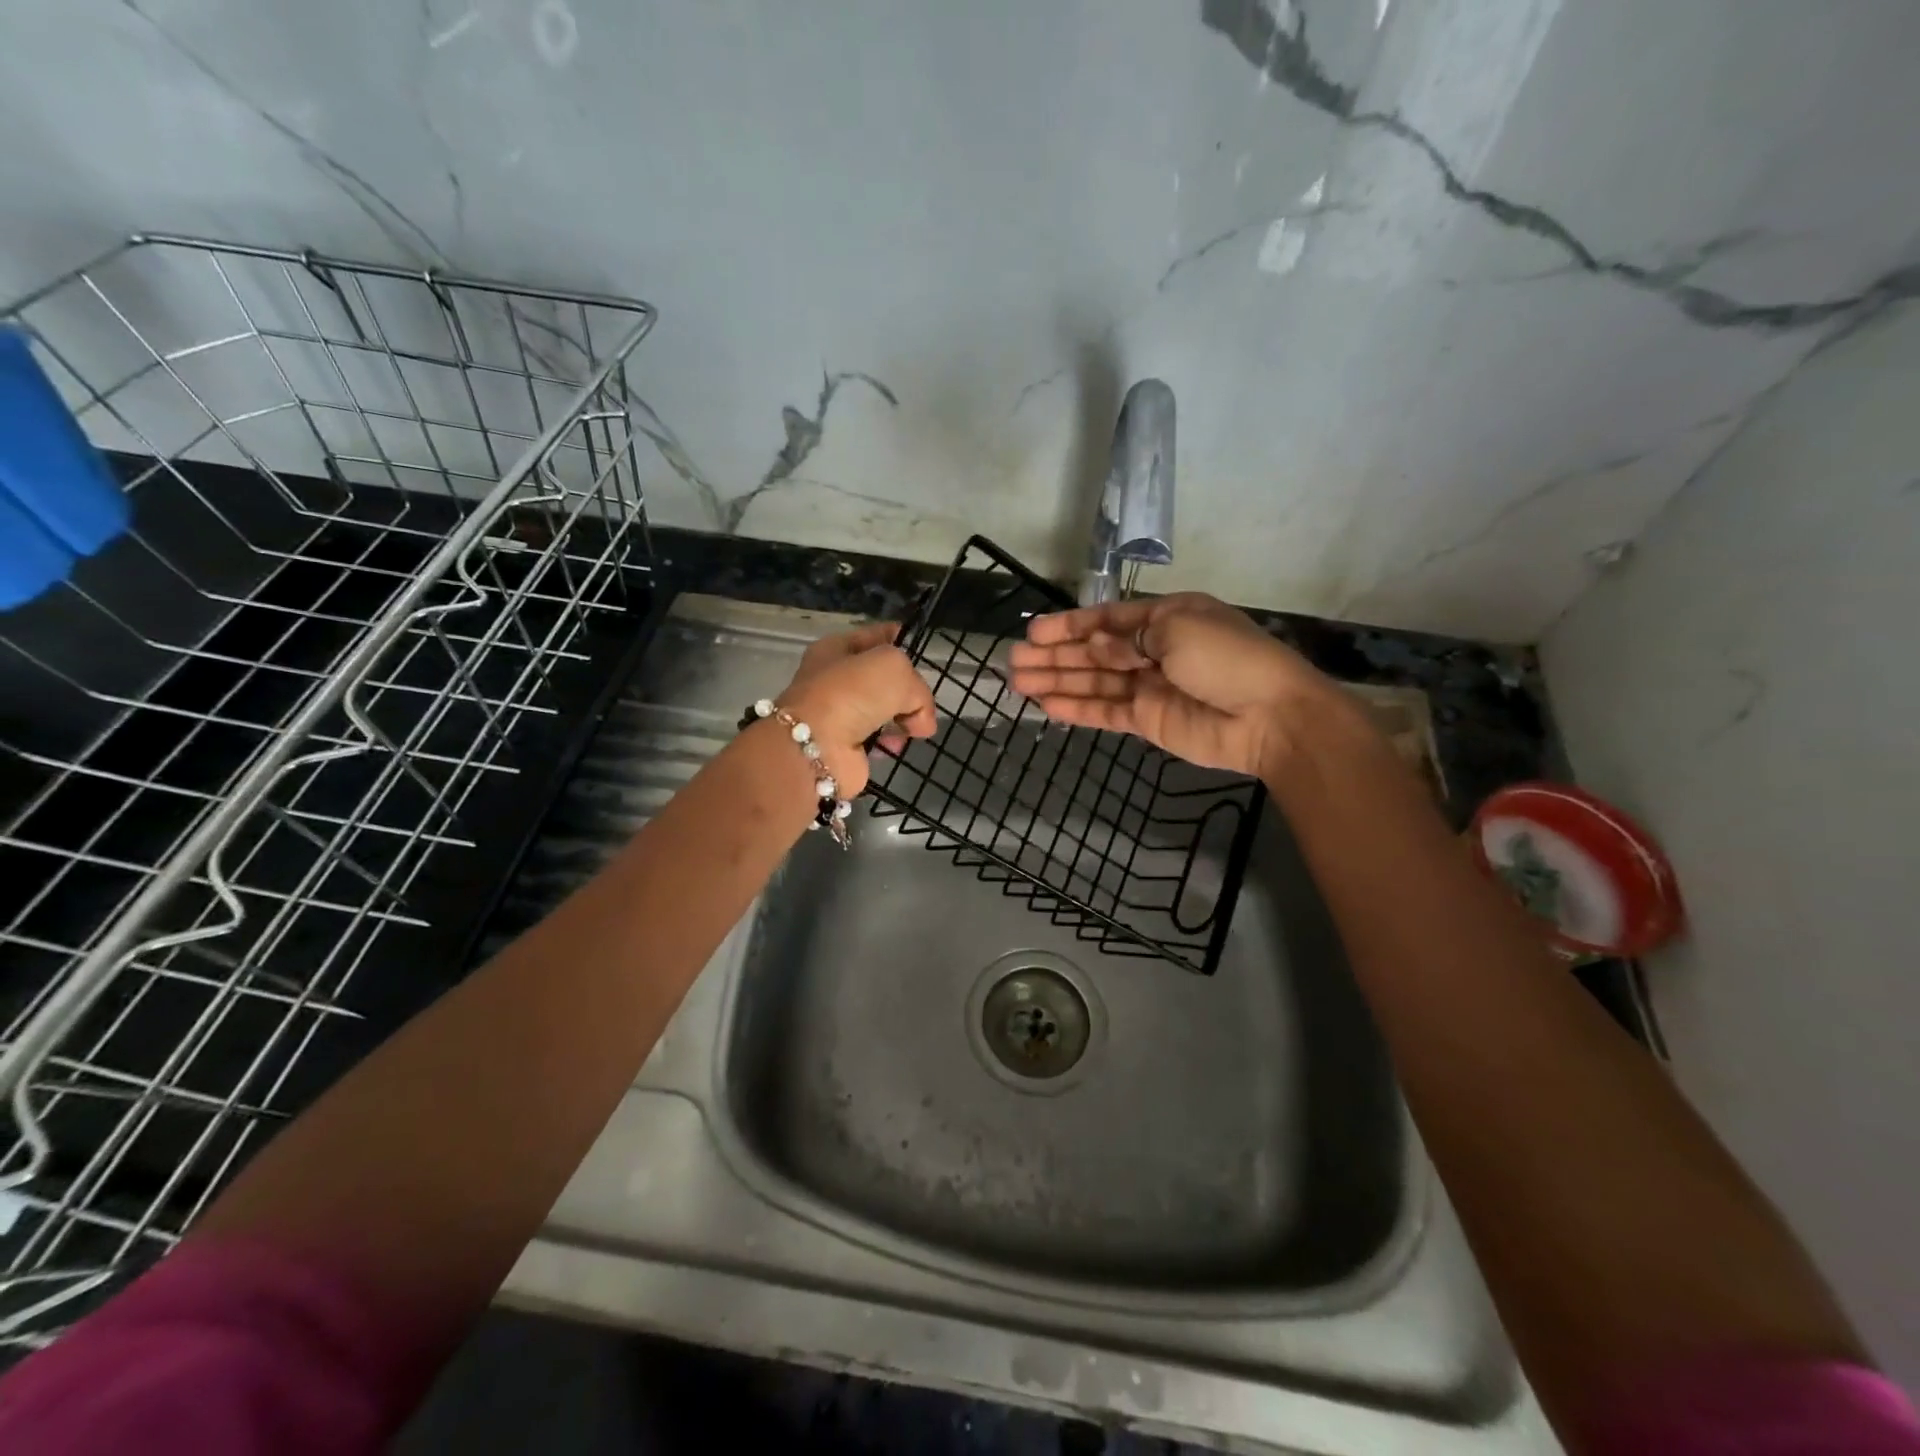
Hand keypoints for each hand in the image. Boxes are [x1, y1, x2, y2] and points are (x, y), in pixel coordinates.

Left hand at [778, 622, 937, 795]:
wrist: (817, 746)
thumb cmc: (852, 694)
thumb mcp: (895, 669)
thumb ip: (918, 689)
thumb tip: (921, 721)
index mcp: (837, 649)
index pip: (876, 636)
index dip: (900, 639)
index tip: (923, 650)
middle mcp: (836, 679)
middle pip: (884, 678)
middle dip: (907, 689)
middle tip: (922, 700)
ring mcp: (840, 714)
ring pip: (885, 710)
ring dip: (903, 719)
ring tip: (912, 728)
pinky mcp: (846, 746)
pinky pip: (880, 738)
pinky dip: (890, 742)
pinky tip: (894, 745)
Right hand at [1007, 593, 1350, 780]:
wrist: (1270, 716)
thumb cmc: (1227, 659)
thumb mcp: (1176, 630)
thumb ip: (1126, 637)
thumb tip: (1094, 644)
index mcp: (1164, 618)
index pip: (1106, 619)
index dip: (1069, 626)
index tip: (1033, 633)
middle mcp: (1152, 650)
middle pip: (1093, 652)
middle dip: (1054, 655)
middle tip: (1014, 661)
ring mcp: (1148, 687)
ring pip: (1093, 682)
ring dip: (1057, 681)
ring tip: (1018, 682)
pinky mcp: (1148, 720)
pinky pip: (1105, 711)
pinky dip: (1077, 709)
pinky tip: (1047, 706)